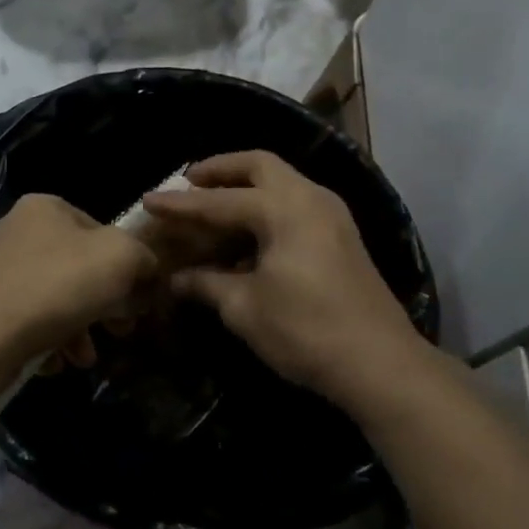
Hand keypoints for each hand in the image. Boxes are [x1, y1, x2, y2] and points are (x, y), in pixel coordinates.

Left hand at [0, 193, 160, 379]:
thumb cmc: (55, 286)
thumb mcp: (119, 257)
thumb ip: (143, 256)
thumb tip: (146, 271)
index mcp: (46, 208)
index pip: (102, 231)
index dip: (127, 266)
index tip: (139, 302)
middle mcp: (17, 232)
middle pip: (79, 269)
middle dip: (105, 305)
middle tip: (120, 332)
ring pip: (56, 300)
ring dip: (80, 331)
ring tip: (84, 358)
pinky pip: (29, 323)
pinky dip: (48, 342)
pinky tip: (54, 362)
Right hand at [142, 151, 423, 403]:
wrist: (379, 363)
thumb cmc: (305, 330)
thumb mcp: (245, 308)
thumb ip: (207, 284)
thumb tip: (178, 279)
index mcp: (284, 208)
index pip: (219, 200)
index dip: (180, 203)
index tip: (148, 199)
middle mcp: (310, 198)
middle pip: (260, 165)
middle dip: (220, 170)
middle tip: (188, 180)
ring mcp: (332, 215)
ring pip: (282, 182)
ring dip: (246, 186)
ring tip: (213, 203)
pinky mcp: (342, 237)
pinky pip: (295, 204)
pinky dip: (266, 206)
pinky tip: (247, 233)